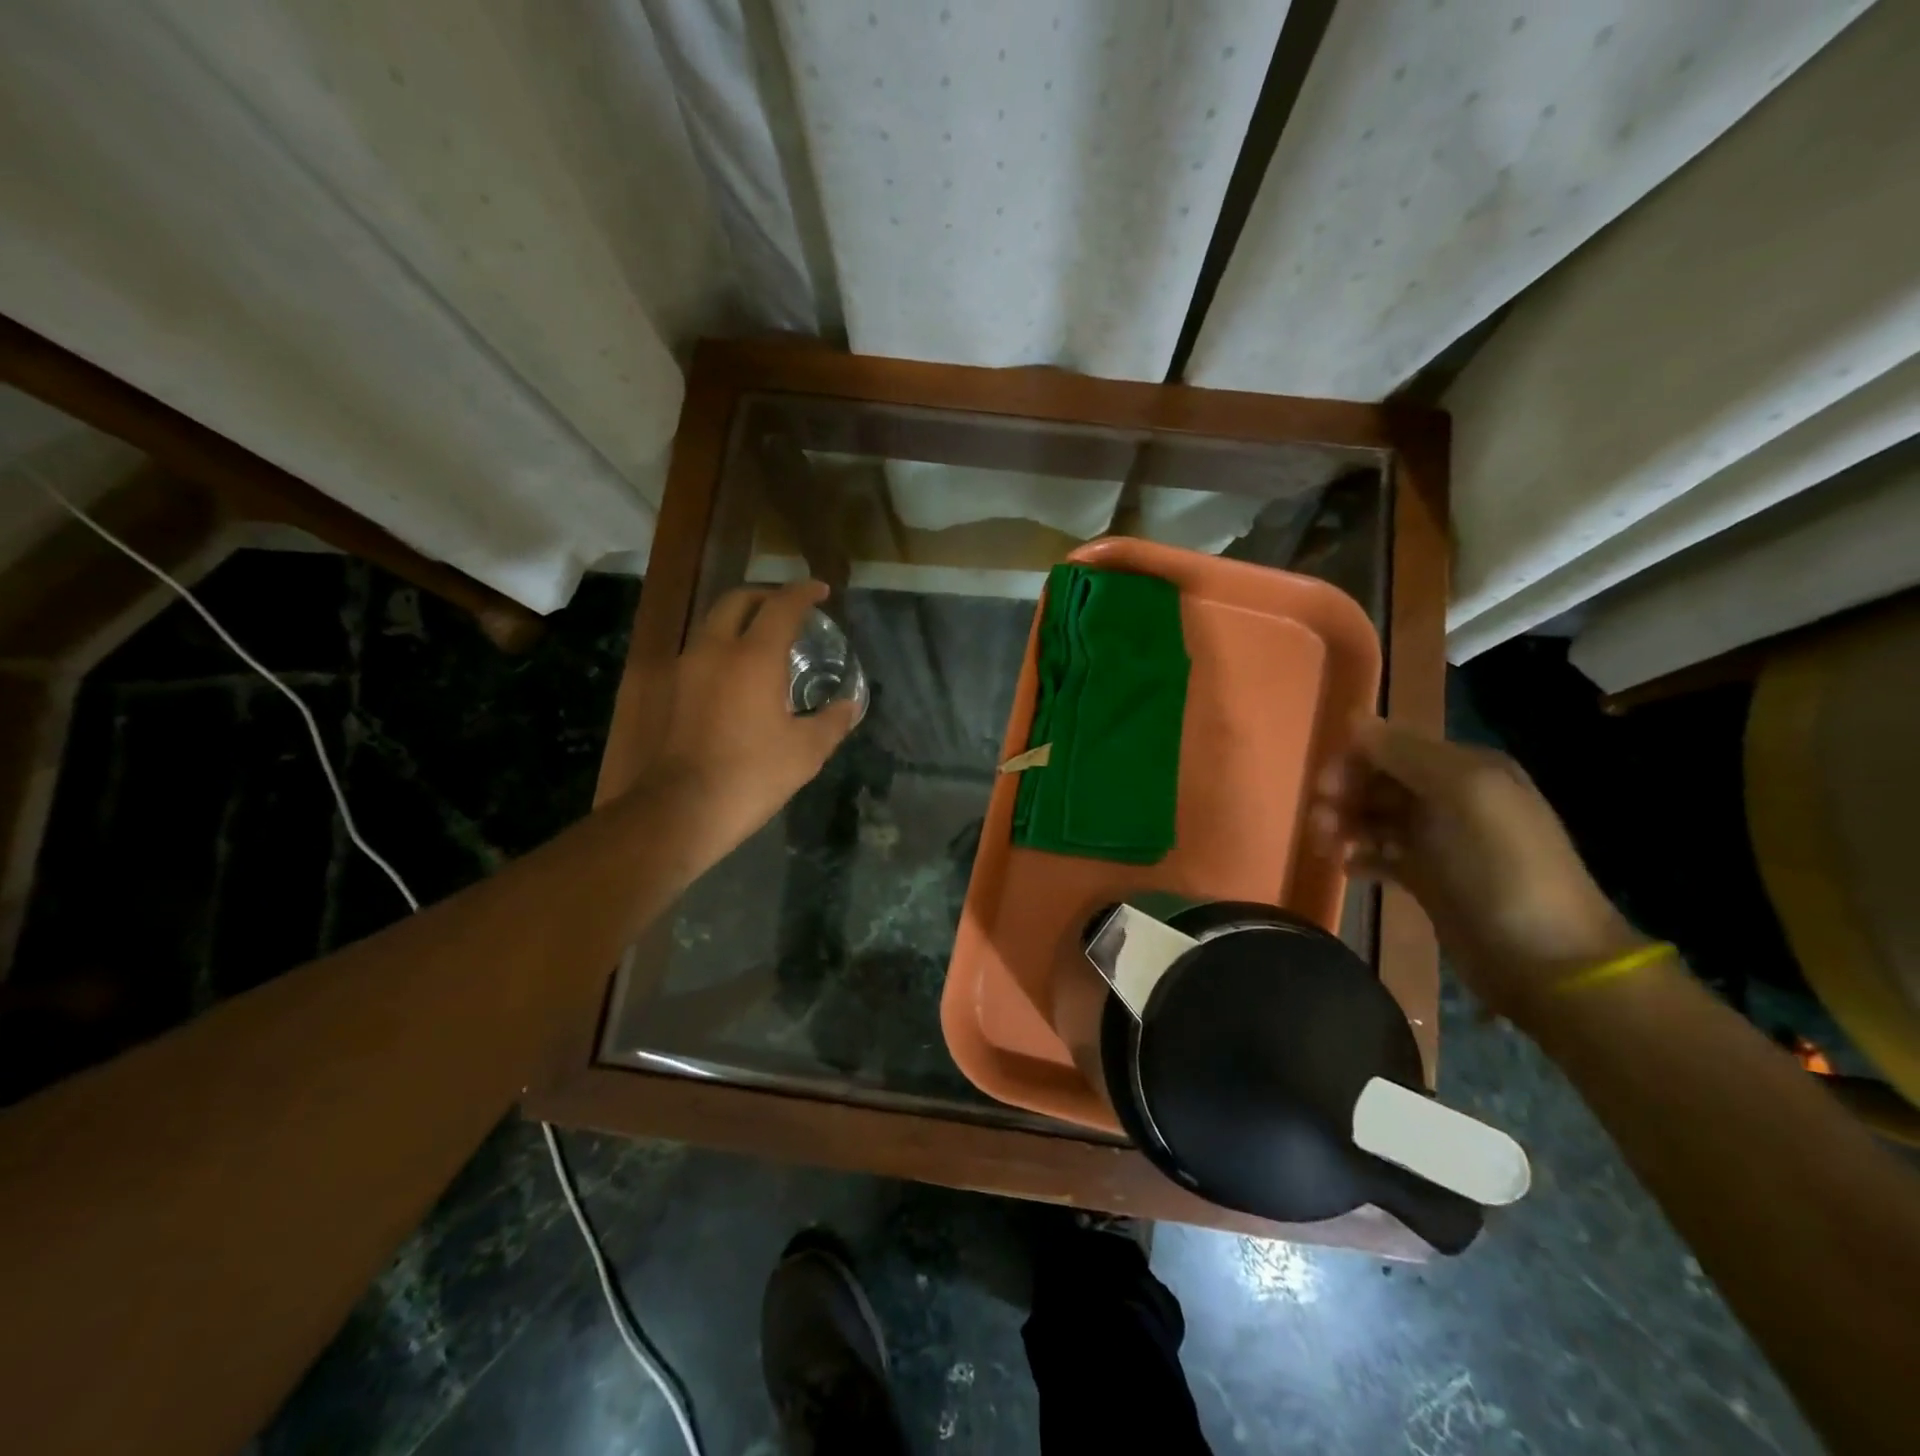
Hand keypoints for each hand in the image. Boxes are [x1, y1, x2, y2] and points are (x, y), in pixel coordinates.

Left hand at [652, 580, 857, 856]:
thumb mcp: (806, 752)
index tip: (820, 591)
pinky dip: (724, 646)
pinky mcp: (671, 691)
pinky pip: (701, 651)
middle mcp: (715, 650)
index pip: (781, 606)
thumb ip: (832, 721)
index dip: (803, 593)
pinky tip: (738, 674)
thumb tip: (850, 705)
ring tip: (765, 641)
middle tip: (789, 610)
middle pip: (738, 601)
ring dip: (741, 621)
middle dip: (766, 597)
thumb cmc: (752, 775)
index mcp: (753, 657)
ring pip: (713, 624)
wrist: (682, 810)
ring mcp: (686, 668)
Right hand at [1309, 720, 1643, 1022]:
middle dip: (1344, 794)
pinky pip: (1382, 857)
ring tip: (1325, 846)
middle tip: (1320, 821)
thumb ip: (1406, 754)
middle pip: (1380, 782)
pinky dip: (1361, 858)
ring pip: (1375, 819)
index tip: (1325, 788)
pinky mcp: (1428, 881)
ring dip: (1345, 825)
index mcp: (1466, 770)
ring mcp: (1440, 842)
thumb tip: (1354, 718)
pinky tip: (1348, 870)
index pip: (1393, 748)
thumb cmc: (1502, 867)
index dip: (1354, 761)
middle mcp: (1452, 799)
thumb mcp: (1463, 793)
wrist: (1545, 958)